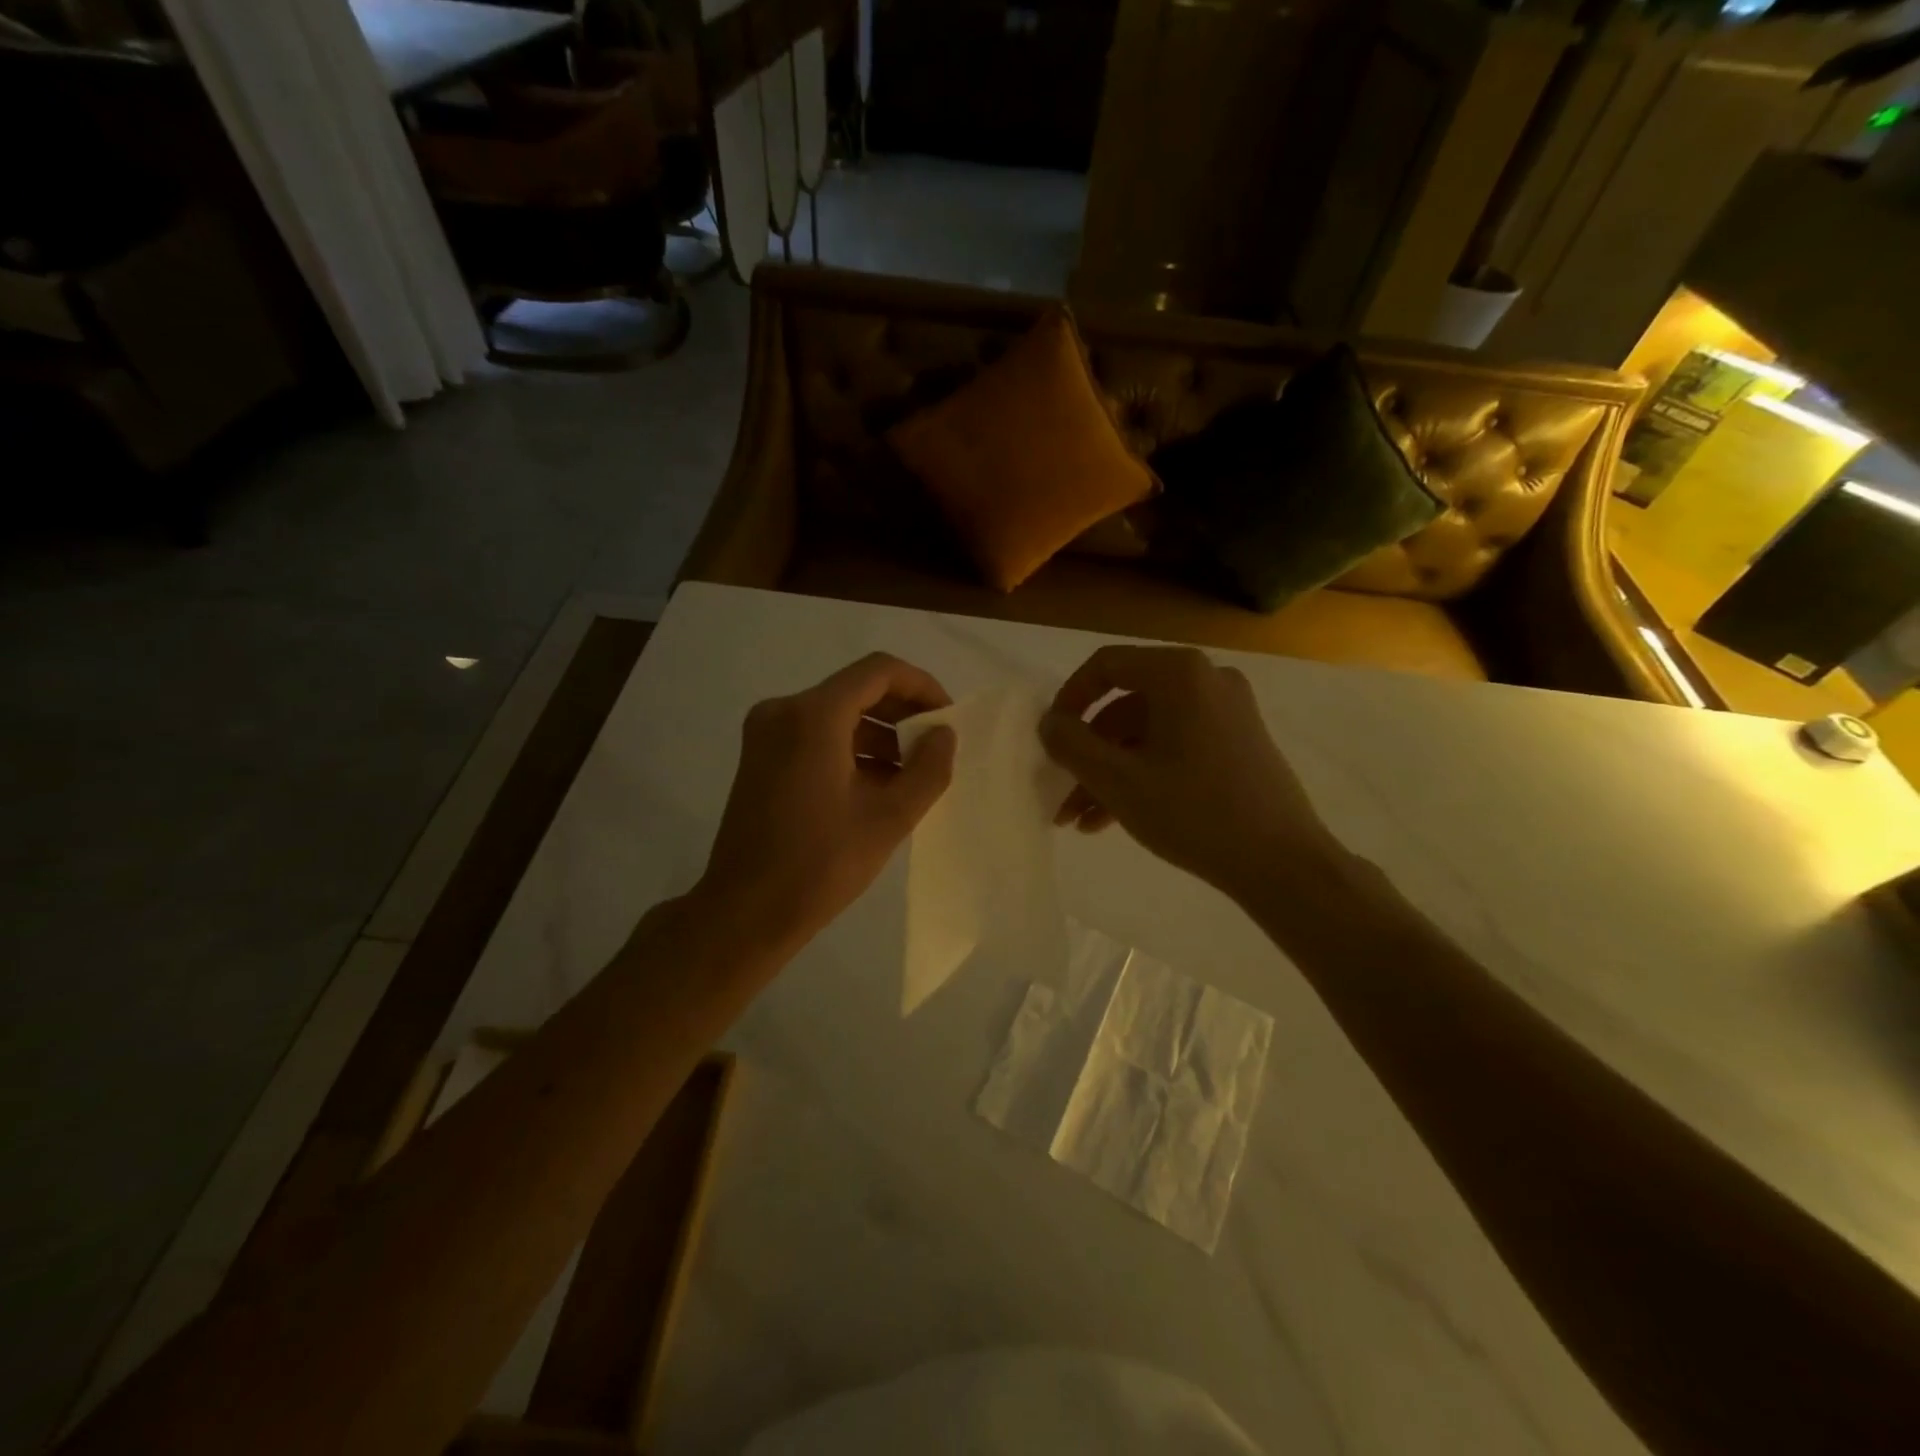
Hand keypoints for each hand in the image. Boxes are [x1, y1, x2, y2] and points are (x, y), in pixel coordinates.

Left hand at [696, 653, 956, 955]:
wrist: (745, 913)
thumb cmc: (820, 865)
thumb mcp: (889, 818)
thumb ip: (928, 768)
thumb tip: (943, 734)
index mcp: (813, 716)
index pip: (878, 671)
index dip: (921, 685)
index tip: (947, 718)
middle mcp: (783, 710)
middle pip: (856, 689)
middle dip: (901, 712)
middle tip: (935, 746)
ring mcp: (766, 733)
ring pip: (837, 713)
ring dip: (878, 733)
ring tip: (912, 773)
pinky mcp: (761, 757)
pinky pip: (816, 734)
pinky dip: (851, 748)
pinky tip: (878, 784)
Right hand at [1038, 645, 1336, 904]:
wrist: (1282, 863)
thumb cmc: (1194, 813)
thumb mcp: (1118, 781)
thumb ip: (1072, 745)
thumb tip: (1049, 723)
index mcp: (1180, 674)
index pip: (1106, 666)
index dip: (1069, 700)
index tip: (1050, 738)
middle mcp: (1206, 680)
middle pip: (1126, 706)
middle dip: (1088, 754)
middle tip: (1062, 793)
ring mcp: (1227, 712)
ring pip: (1147, 734)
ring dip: (1110, 773)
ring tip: (1080, 821)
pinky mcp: (1237, 742)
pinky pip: (1175, 747)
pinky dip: (1143, 774)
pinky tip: (1112, 820)